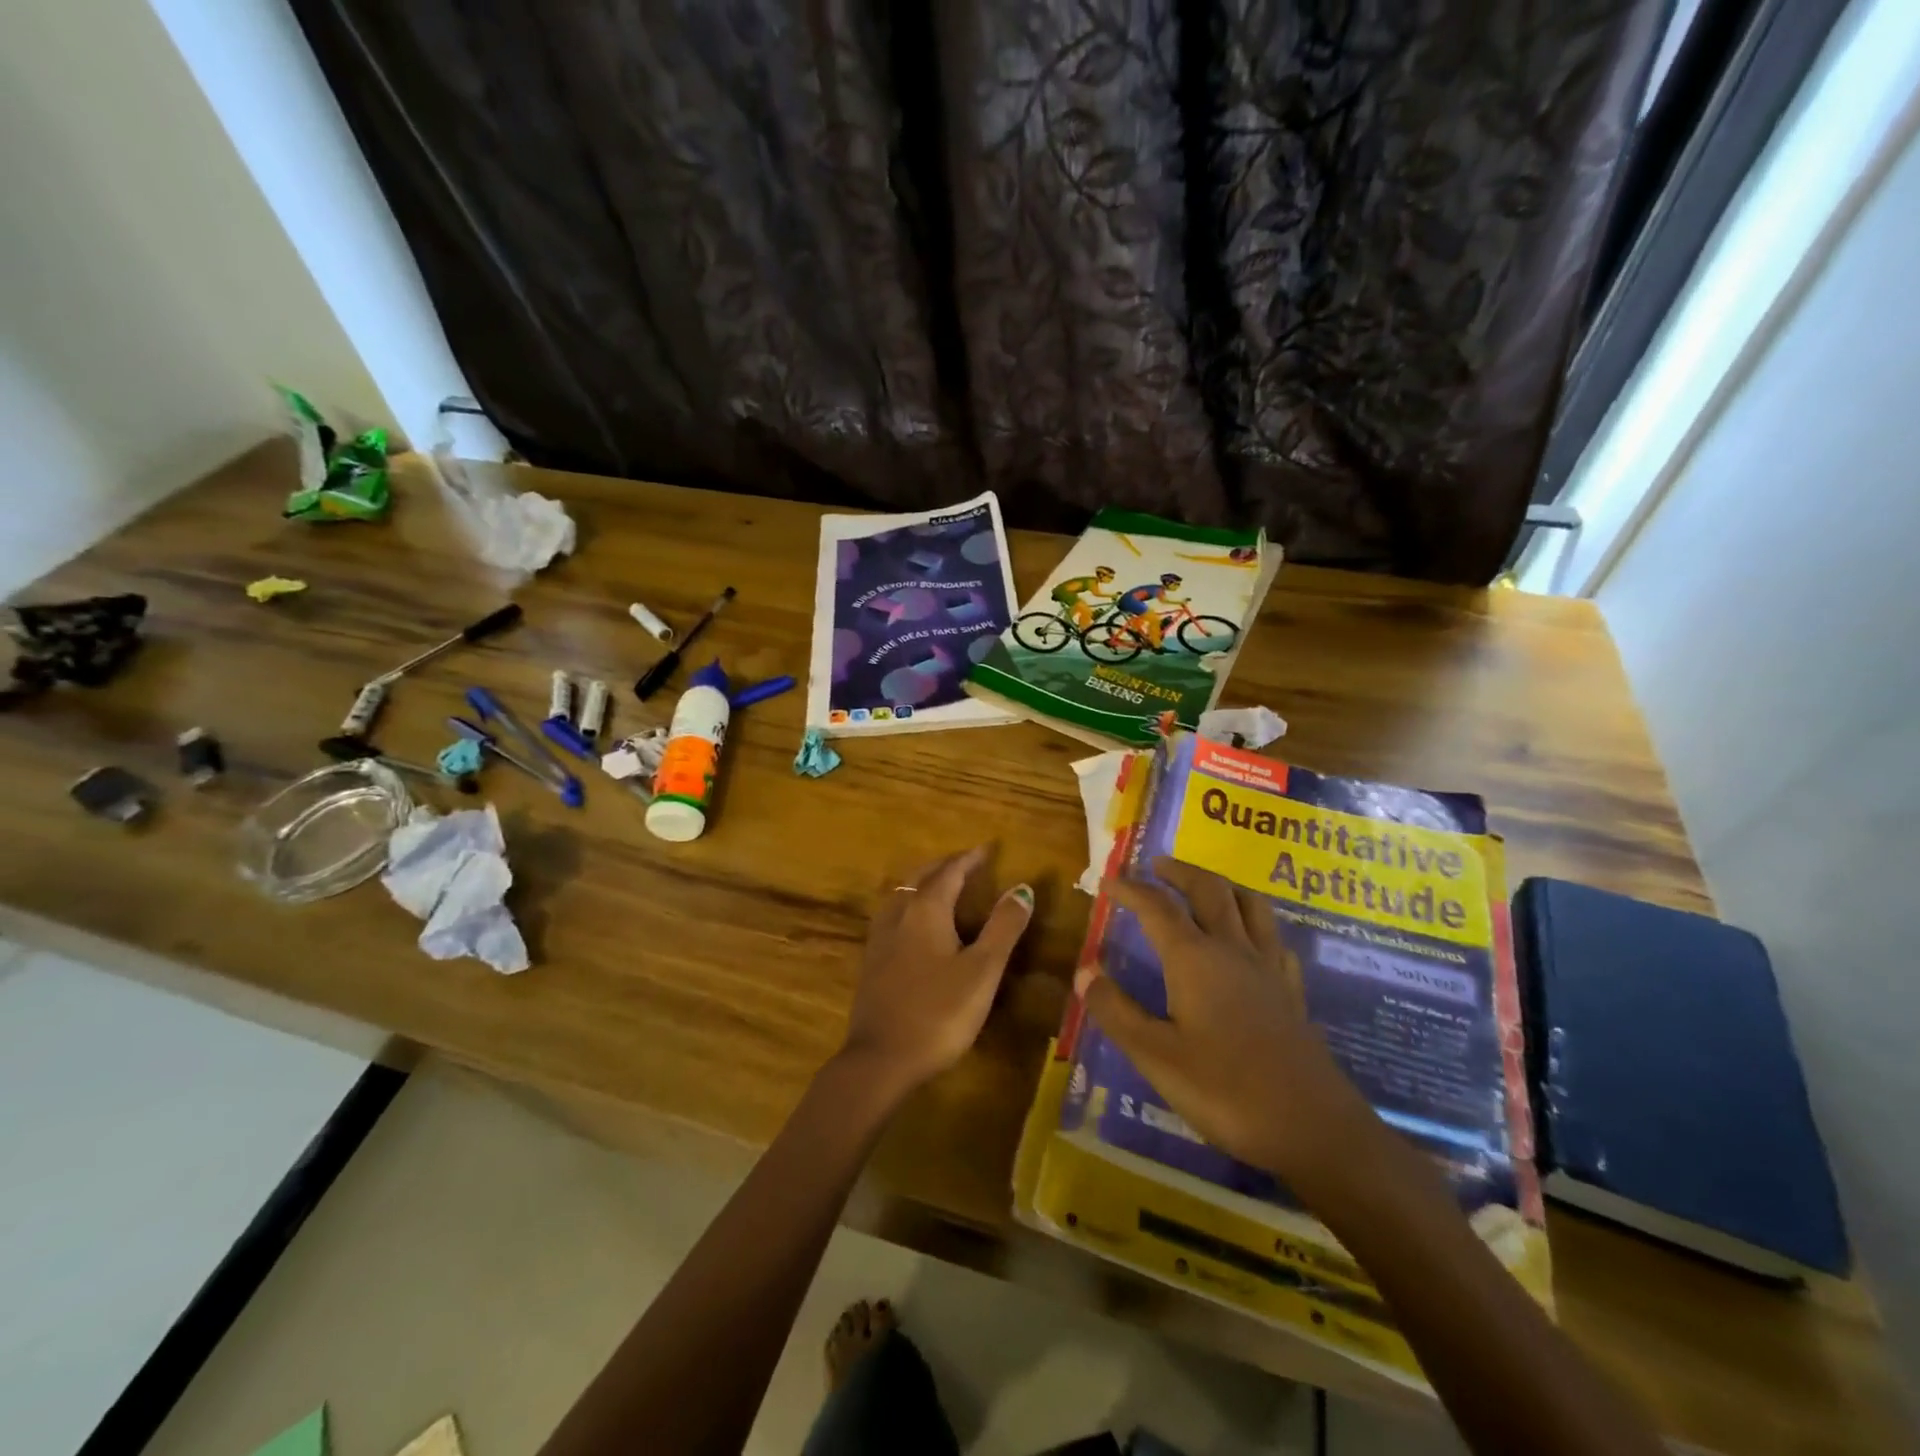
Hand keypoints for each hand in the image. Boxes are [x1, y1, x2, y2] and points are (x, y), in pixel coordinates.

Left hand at [840, 846, 1033, 1095]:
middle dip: (944, 866)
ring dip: (923, 883)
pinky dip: (910, 905)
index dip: (970, 859)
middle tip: (966, 862)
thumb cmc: (939, 1012)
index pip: (950, 872)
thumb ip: (1003, 927)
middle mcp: (899, 915)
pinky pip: (893, 916)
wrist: (881, 1059)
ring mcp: (880, 938)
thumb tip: (1022, 888)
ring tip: (941, 885)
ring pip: (902, 895)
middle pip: (920, 878)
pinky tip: (914, 925)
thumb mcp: (983, 970)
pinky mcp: (872, 962)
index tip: (988, 848)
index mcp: (926, 910)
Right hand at [1076, 857, 1375, 1189]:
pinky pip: (1274, 937)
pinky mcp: (1291, 991)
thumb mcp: (1156, 1057)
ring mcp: (1269, 968)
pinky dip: (1255, 922)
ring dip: (1222, 884)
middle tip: (1157, 866)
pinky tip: (1250, 939)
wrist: (1314, 1128)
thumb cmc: (1226, 1091)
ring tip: (1204, 886)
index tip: (1108, 880)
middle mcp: (1233, 949)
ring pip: (1249, 903)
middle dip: (1179, 871)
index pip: (1157, 907)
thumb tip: (1084, 971)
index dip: (1130, 889)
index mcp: (1195, 959)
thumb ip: (1116, 1011)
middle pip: (1209, 889)